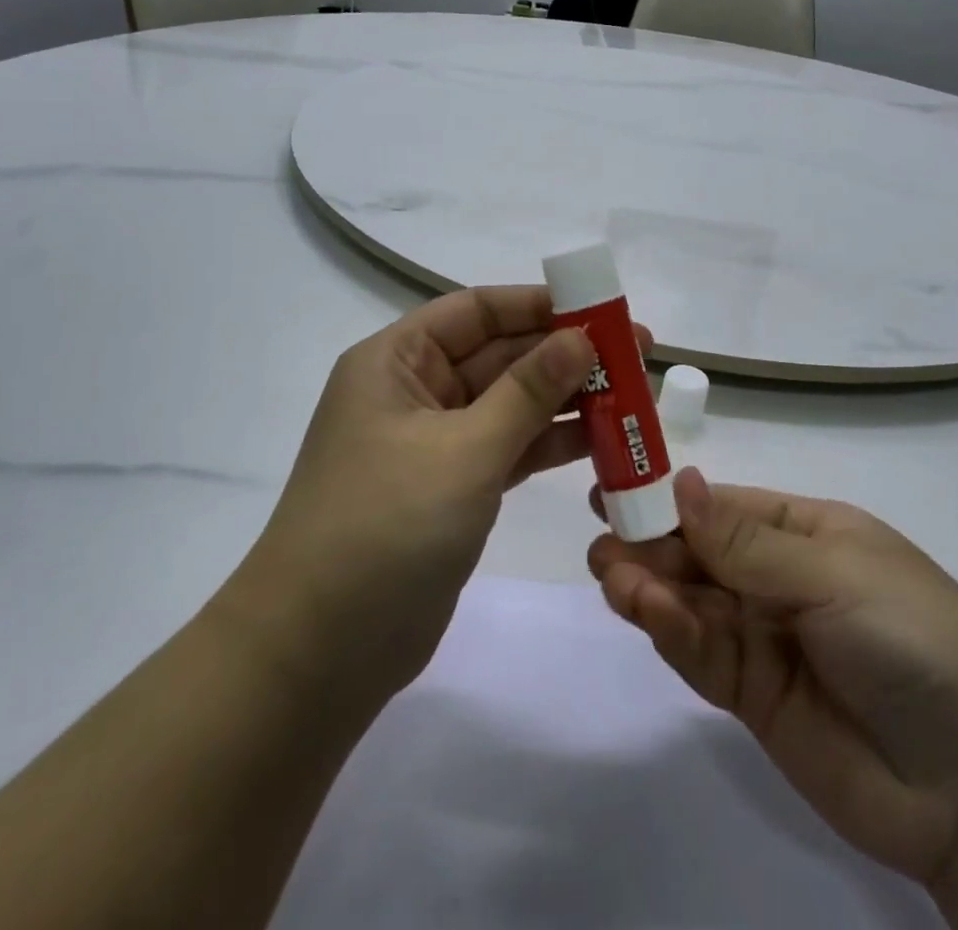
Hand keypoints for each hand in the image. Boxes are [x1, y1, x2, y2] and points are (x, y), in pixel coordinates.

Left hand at [225, 285, 646, 717]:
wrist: (320, 653)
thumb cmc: (385, 527)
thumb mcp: (463, 449)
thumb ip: (527, 392)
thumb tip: (580, 337)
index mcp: (396, 361)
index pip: (476, 311)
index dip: (539, 304)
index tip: (601, 308)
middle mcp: (414, 391)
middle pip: (499, 355)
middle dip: (565, 352)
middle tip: (637, 352)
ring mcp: (434, 443)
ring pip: (510, 404)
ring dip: (566, 398)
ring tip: (634, 393)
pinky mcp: (453, 489)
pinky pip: (510, 448)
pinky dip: (550, 443)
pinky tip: (604, 440)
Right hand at [588, 468, 957, 892]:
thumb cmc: (913, 638)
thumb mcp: (833, 574)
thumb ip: (746, 541)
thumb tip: (680, 481)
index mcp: (805, 533)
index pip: (723, 505)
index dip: (670, 497)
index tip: (615, 488)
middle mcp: (778, 579)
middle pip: (698, 553)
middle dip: (651, 544)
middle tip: (601, 541)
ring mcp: (763, 638)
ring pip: (691, 602)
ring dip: (649, 586)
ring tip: (611, 574)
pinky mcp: (751, 696)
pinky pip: (701, 653)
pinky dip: (670, 631)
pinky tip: (646, 612)